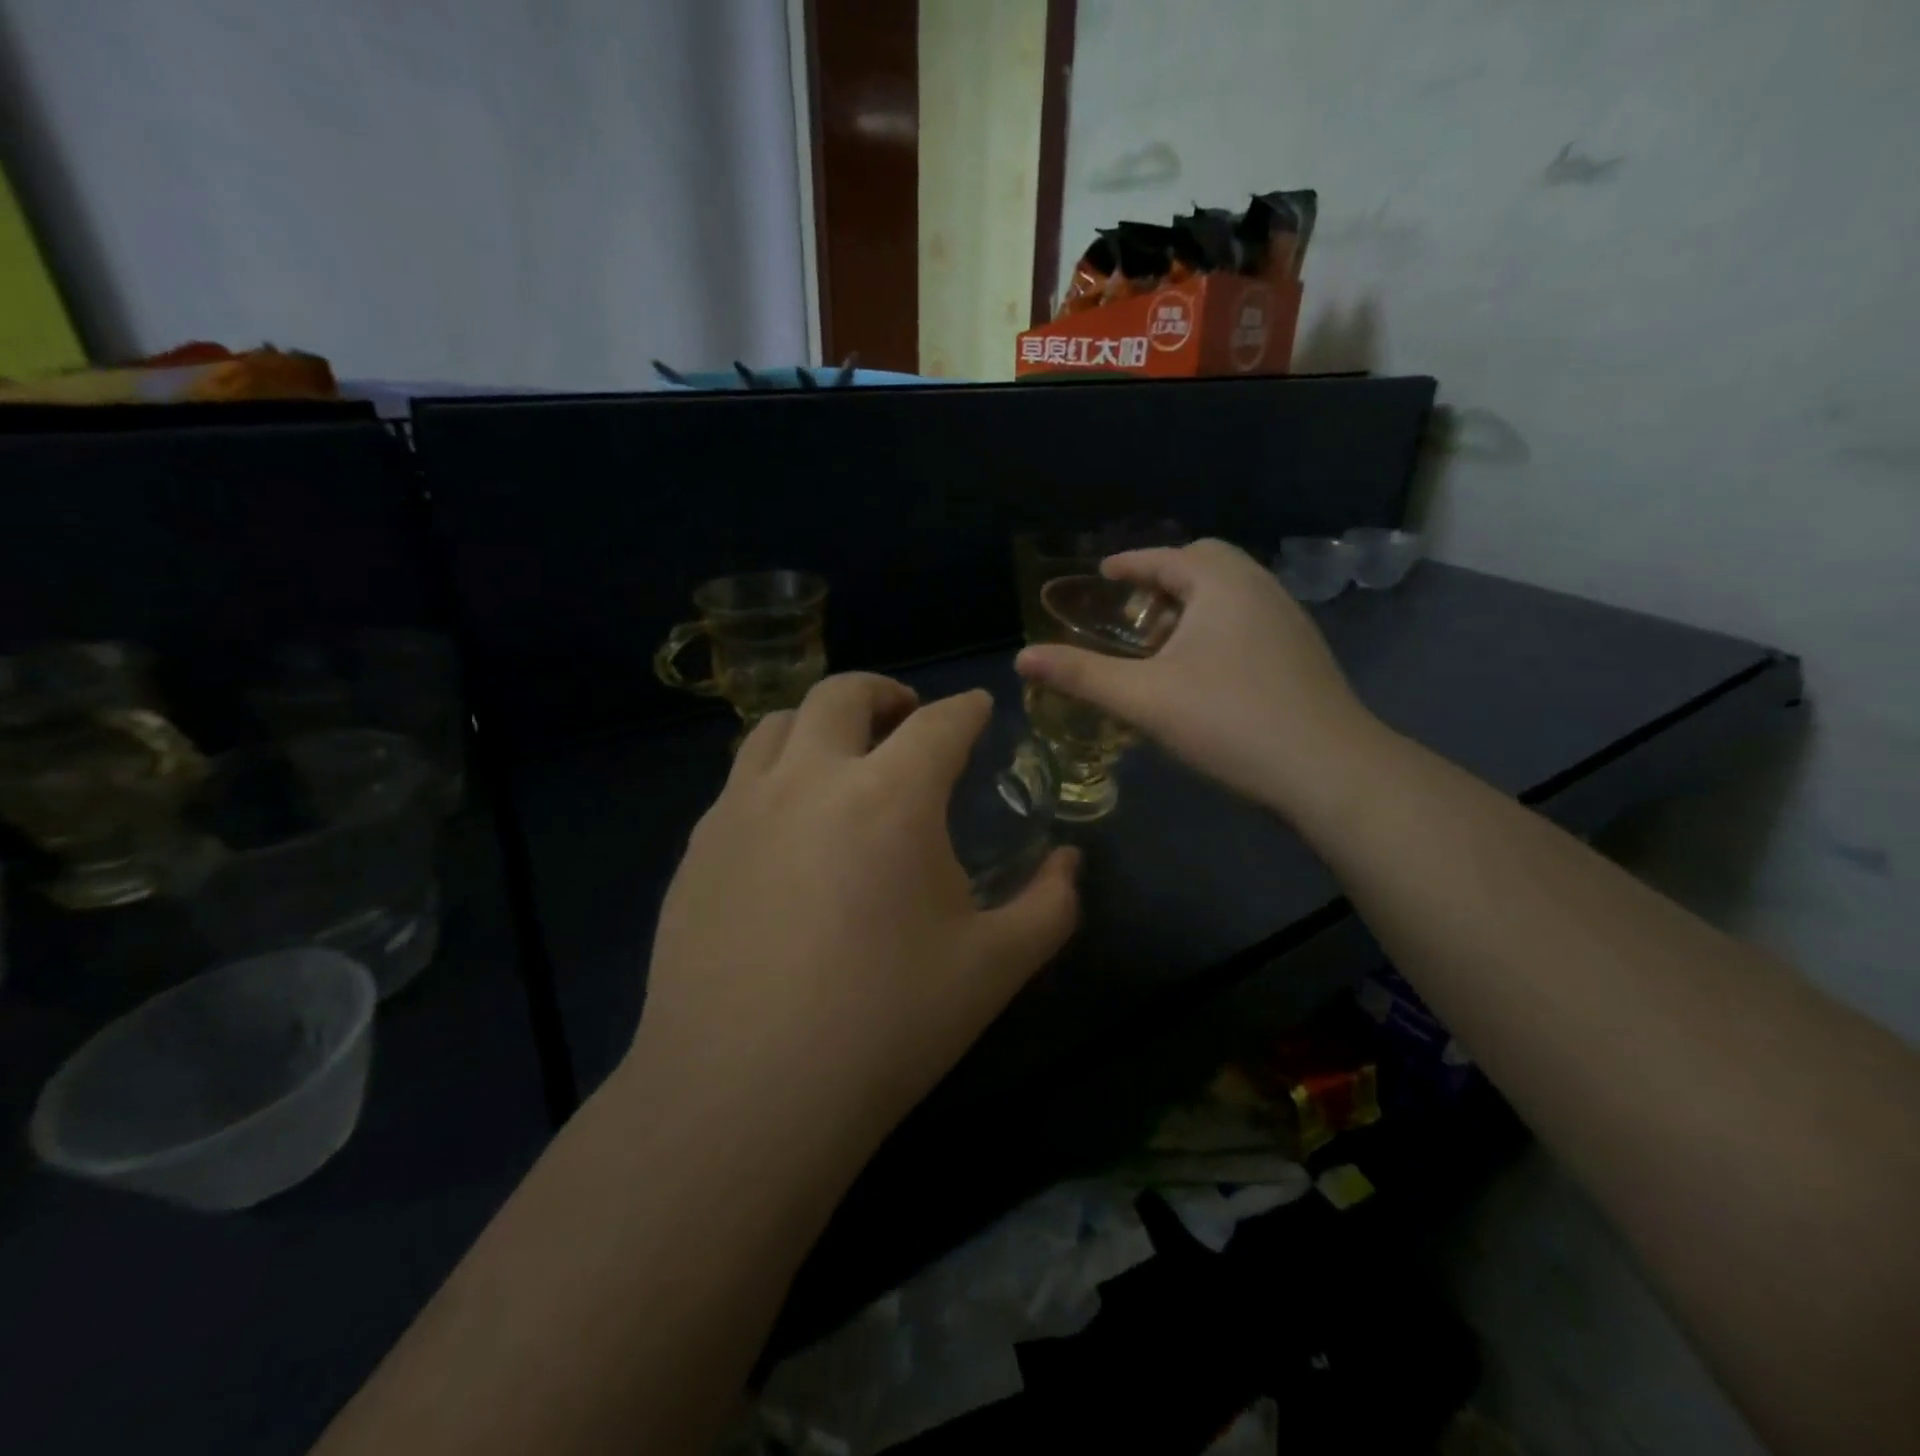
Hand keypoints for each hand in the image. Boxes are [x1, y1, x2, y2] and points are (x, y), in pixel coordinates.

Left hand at [628, 674, 1079, 1156]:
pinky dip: (775, 773)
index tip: (978, 709)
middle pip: (843, 694)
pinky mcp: (698, 846)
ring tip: (841, 756)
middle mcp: (810, 779)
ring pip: (776, 725)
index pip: (940, 723)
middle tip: (906, 717)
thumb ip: (1050, 905)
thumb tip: (1069, 862)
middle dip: (885, 692)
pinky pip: (739, 780)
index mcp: (891, 796)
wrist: (745, 1094)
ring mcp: (742, 808)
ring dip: (820, 724)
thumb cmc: (886, 1025)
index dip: (967, 709)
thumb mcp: (996, 968)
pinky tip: (786, 824)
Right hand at [1016, 539, 1381, 819]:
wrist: (1328, 769)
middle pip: (1205, 565)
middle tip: (1132, 612)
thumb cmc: (1229, 720)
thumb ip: (1081, 675)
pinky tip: (1202, 672)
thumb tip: (1022, 659)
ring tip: (1160, 645)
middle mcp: (1260, 587)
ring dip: (1192, 607)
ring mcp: (1288, 620)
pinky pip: (1248, 621)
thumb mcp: (1143, 697)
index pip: (1166, 557)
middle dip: (1164, 581)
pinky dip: (1216, 629)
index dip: (1128, 564)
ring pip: (1230, 595)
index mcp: (1221, 583)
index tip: (1102, 574)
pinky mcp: (1302, 653)